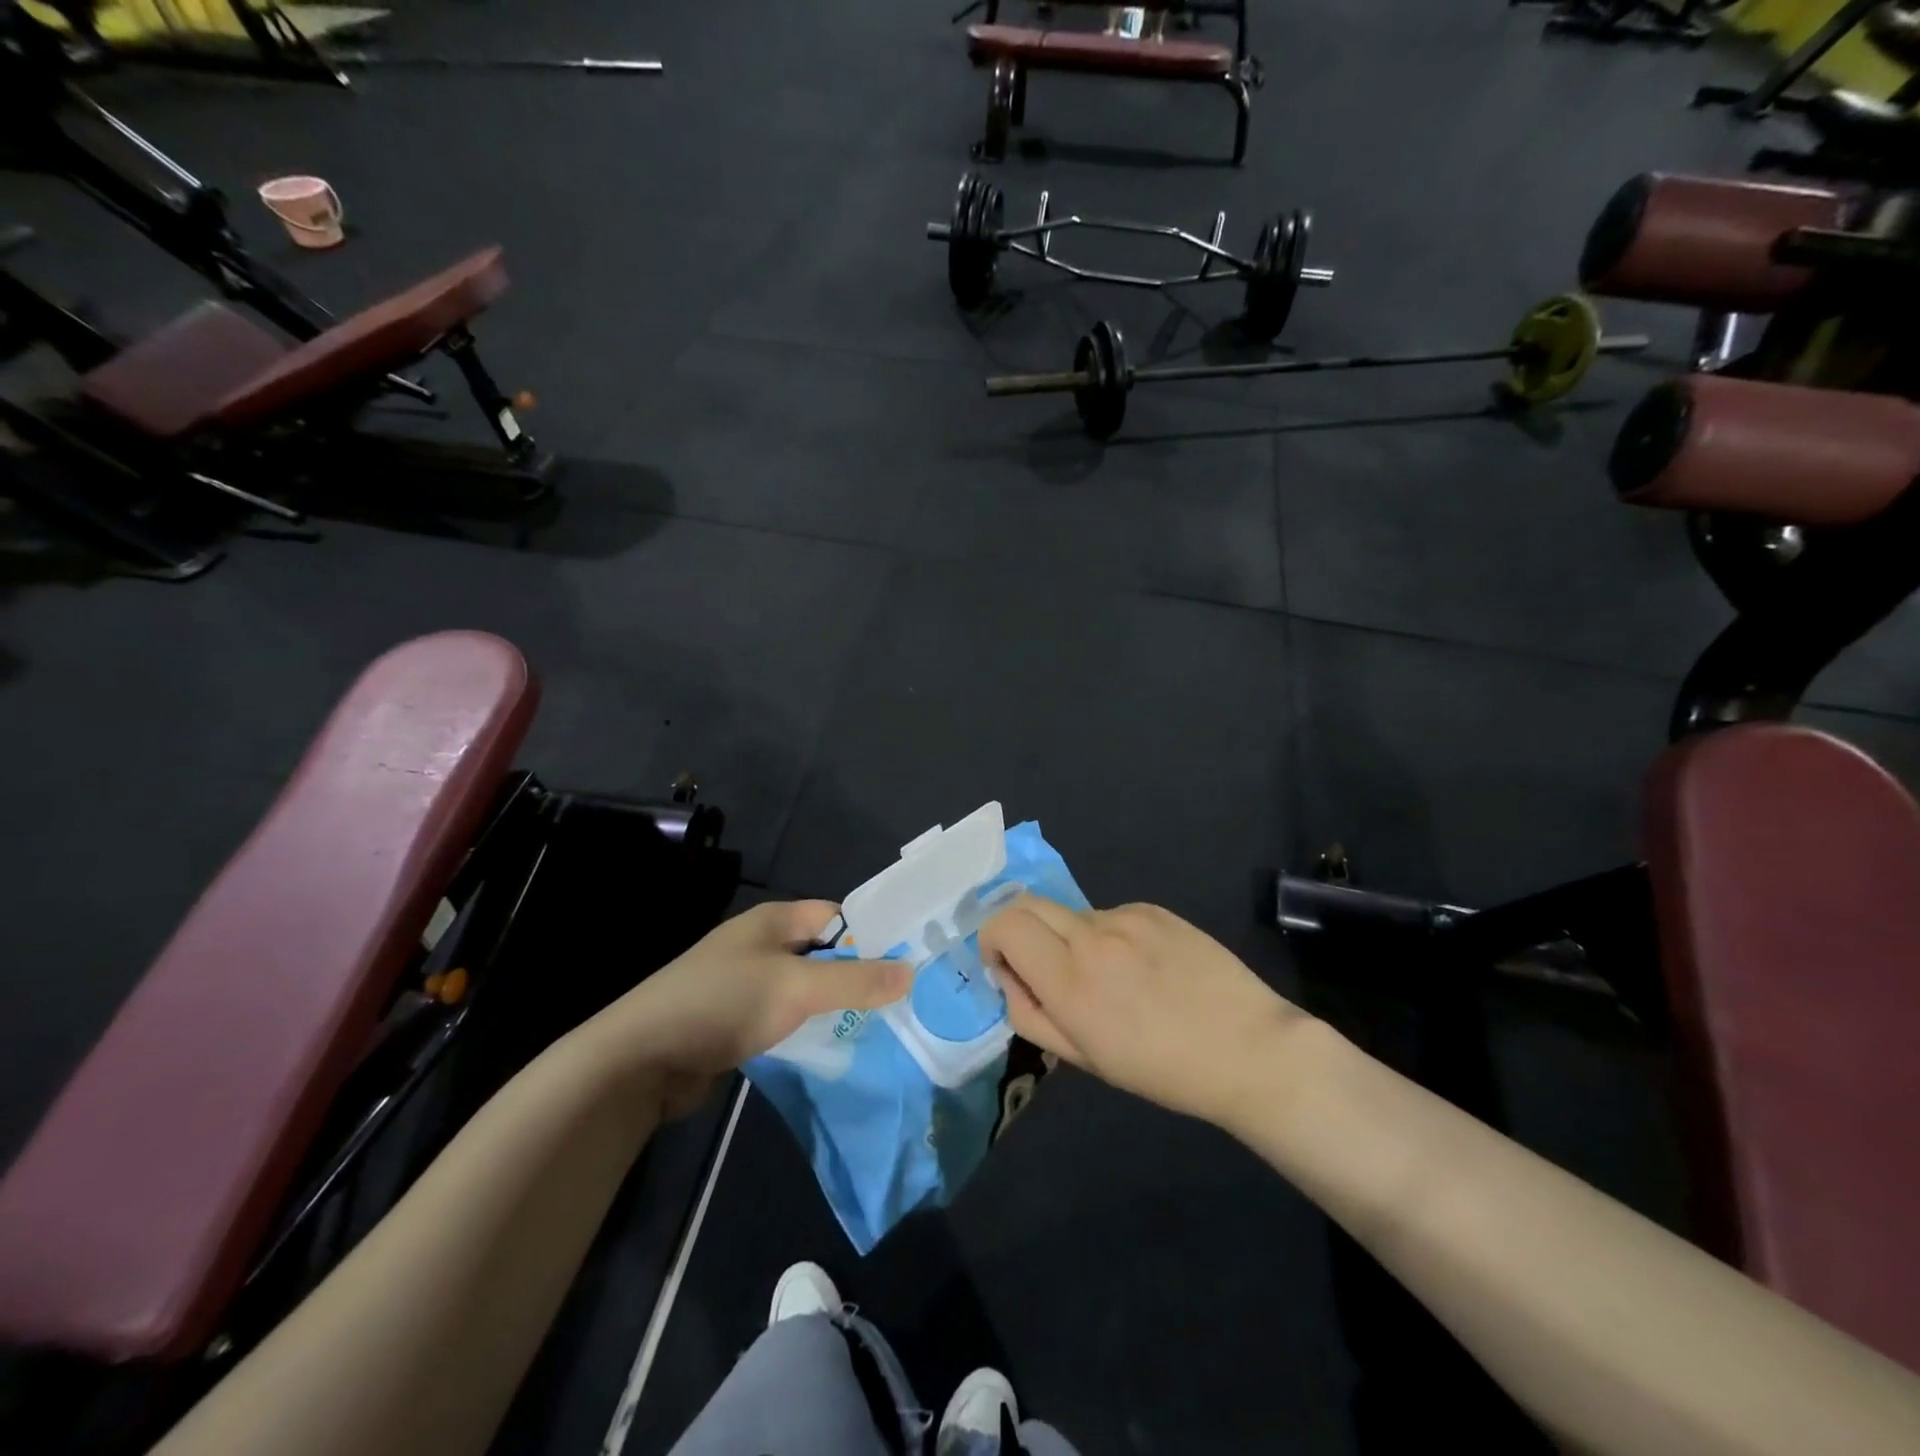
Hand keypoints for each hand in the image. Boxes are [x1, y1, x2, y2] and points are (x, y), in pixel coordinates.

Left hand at [611, 901, 909, 1109]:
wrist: (641, 1059)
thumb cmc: (724, 1004)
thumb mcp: (797, 987)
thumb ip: (856, 981)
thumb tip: (911, 972)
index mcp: (773, 921)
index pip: (836, 917)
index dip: (871, 936)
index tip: (907, 964)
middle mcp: (760, 946)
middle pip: (823, 954)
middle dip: (857, 977)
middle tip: (901, 1003)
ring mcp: (745, 985)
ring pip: (805, 990)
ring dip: (834, 1007)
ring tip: (878, 1028)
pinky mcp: (735, 1023)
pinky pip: (785, 1019)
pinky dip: (808, 1030)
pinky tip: (833, 1049)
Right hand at [979, 897, 1306, 1126]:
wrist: (1248, 1048)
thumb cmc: (1161, 1069)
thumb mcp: (1084, 1058)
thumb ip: (1031, 1013)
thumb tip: (1010, 976)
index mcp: (1069, 980)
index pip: (1004, 924)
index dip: (992, 940)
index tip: (1006, 967)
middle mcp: (1091, 936)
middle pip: (1028, 903)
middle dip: (1019, 929)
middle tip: (1041, 968)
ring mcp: (1126, 917)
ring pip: (1072, 915)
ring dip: (1069, 939)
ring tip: (1110, 978)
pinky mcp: (1155, 909)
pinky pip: (1111, 916)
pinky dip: (1108, 936)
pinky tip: (1144, 968)